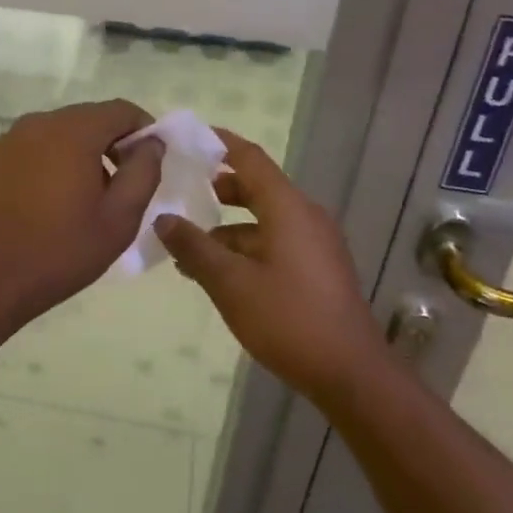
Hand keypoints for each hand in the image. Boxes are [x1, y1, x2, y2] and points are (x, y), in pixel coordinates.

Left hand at [0, 100, 164, 325]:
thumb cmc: (61, 251)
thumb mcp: (119, 218)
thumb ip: (143, 172)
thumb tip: (151, 143)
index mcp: (73, 131)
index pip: (122, 111)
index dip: (144, 132)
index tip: (150, 166)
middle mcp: (39, 123)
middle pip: (90, 118)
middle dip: (113, 144)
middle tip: (123, 186)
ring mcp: (11, 139)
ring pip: (62, 132)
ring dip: (84, 154)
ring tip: (89, 198)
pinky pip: (37, 147)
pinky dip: (55, 161)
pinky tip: (55, 200)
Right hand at [154, 130, 383, 401]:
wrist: (350, 374)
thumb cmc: (288, 319)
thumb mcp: (229, 283)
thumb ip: (194, 247)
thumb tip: (163, 219)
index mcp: (288, 208)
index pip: (249, 158)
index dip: (219, 143)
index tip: (187, 138)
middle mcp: (304, 217)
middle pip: (255, 188)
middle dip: (216, 189)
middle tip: (177, 191)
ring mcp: (314, 244)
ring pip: (262, 221)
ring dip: (225, 229)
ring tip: (185, 246)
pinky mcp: (316, 269)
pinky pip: (274, 243)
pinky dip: (244, 248)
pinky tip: (216, 273)